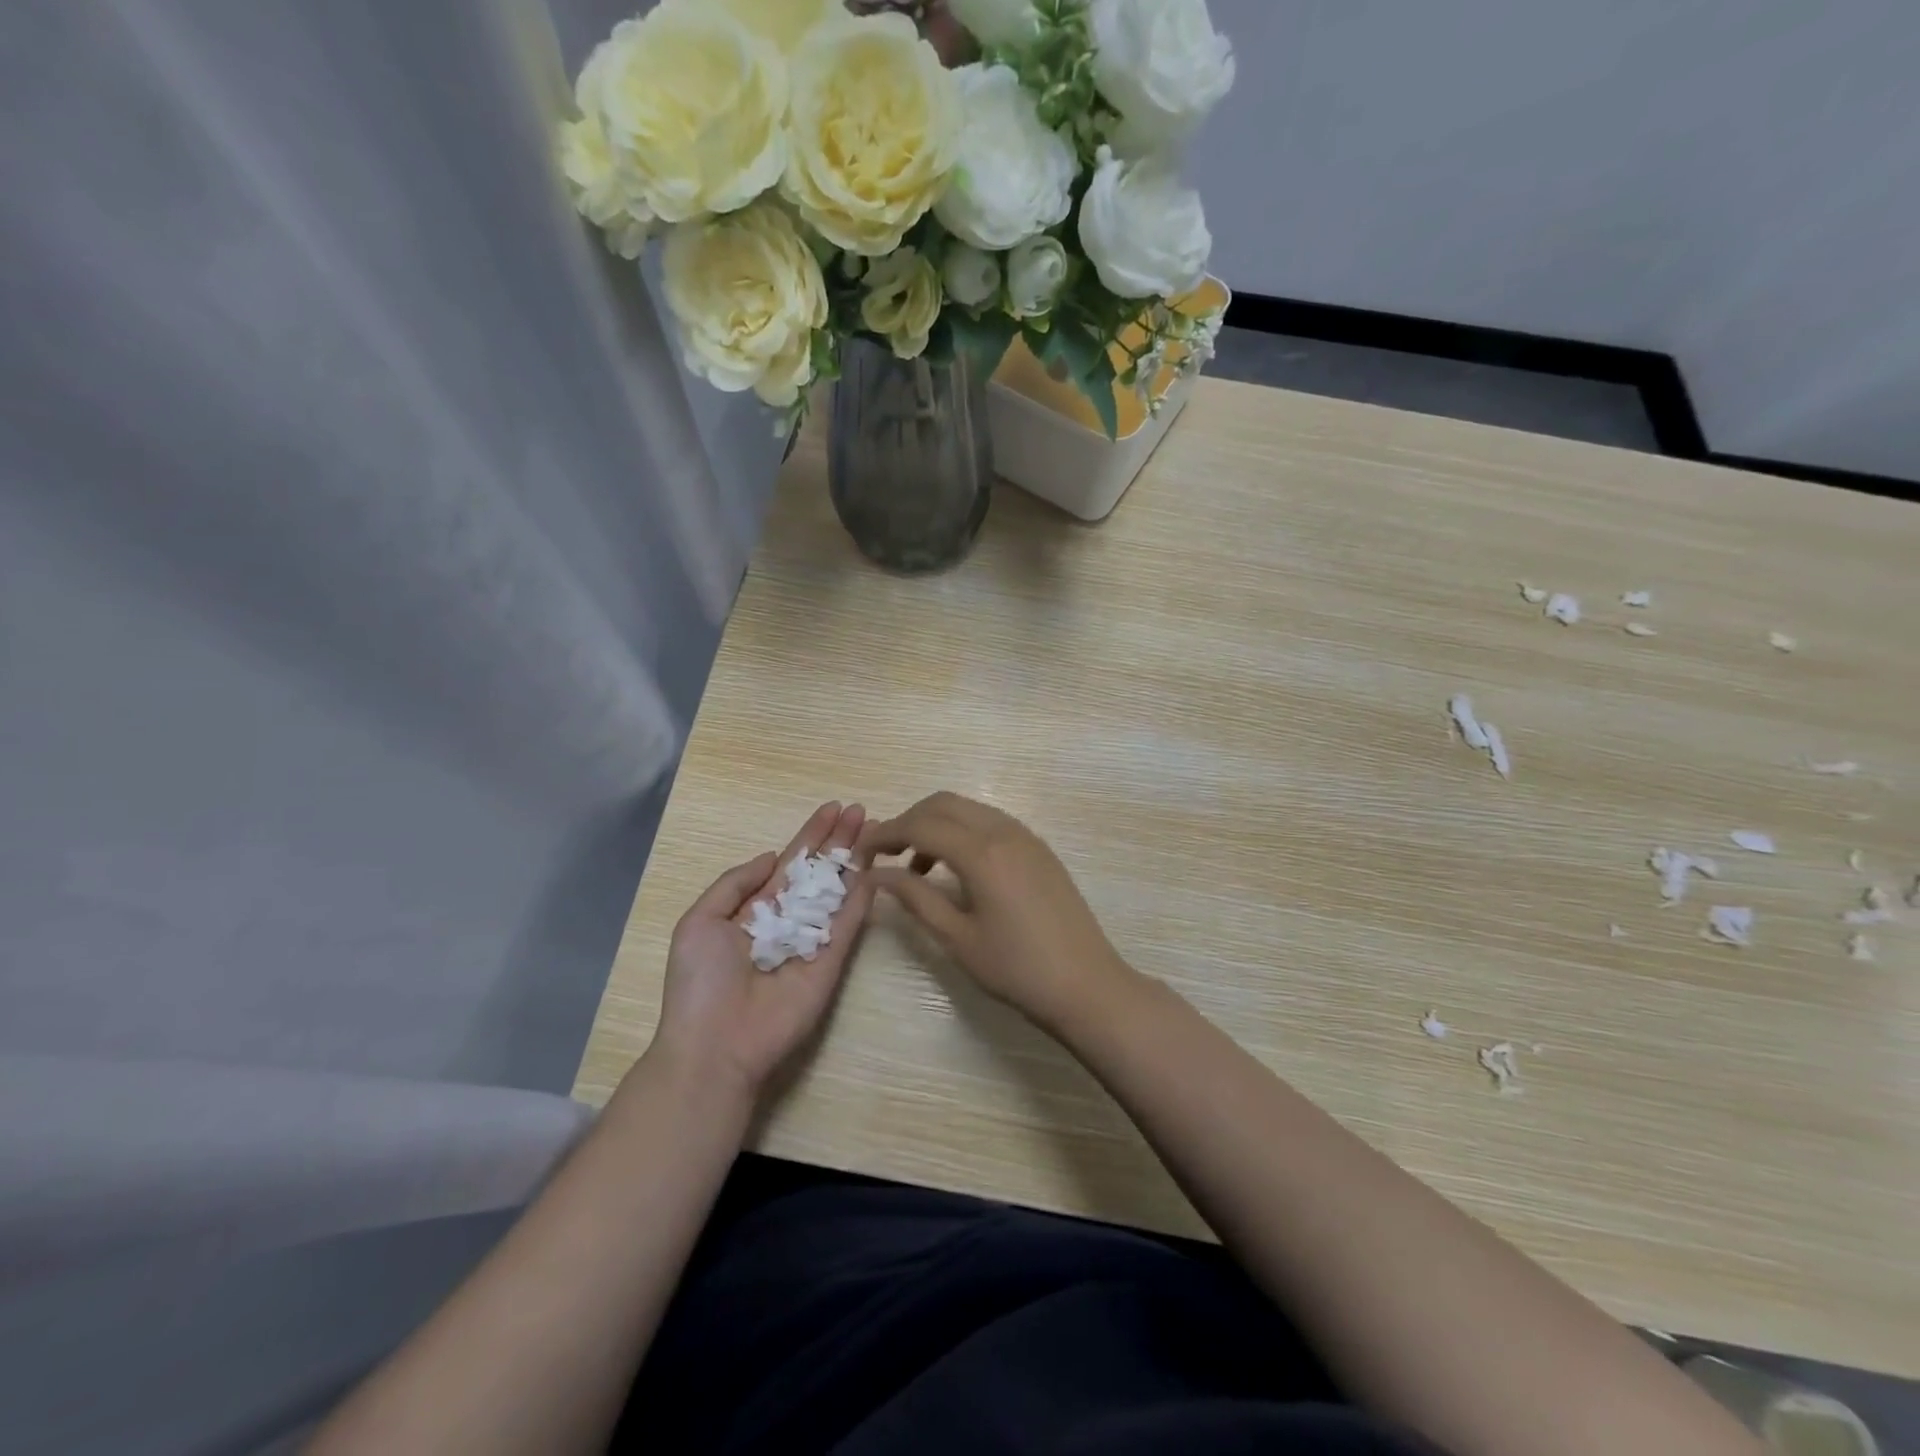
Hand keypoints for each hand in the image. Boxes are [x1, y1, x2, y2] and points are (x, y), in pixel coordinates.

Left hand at [652, 802, 874, 1099]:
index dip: (812, 836)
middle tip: (862, 810)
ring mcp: (813, 940)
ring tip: (876, 828)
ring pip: (840, 891)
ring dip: (856, 860)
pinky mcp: (832, 962)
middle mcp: (789, 919)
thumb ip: (735, 884)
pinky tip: (875, 868)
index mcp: (755, 909)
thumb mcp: (700, 921)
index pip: (790, 863)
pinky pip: (849, 924)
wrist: (715, 1044)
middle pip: (820, 871)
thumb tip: (769, 858)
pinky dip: (863, 896)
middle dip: (839, 840)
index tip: (834, 808)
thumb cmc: (700, 982)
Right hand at [856, 792, 1131, 1034]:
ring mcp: (1026, 836)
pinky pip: (991, 823)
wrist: (1086, 985)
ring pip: (969, 809)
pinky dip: (963, 832)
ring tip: (917, 867)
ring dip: (936, 825)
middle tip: (885, 855)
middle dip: (909, 821)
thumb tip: (876, 874)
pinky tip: (956, 869)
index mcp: (981, 852)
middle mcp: (1004, 831)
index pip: (920, 825)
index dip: (885, 834)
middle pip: (944, 804)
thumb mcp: (957, 937)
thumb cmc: (1016, 969)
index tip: (860, 853)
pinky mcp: (1038, 849)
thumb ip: (915, 898)